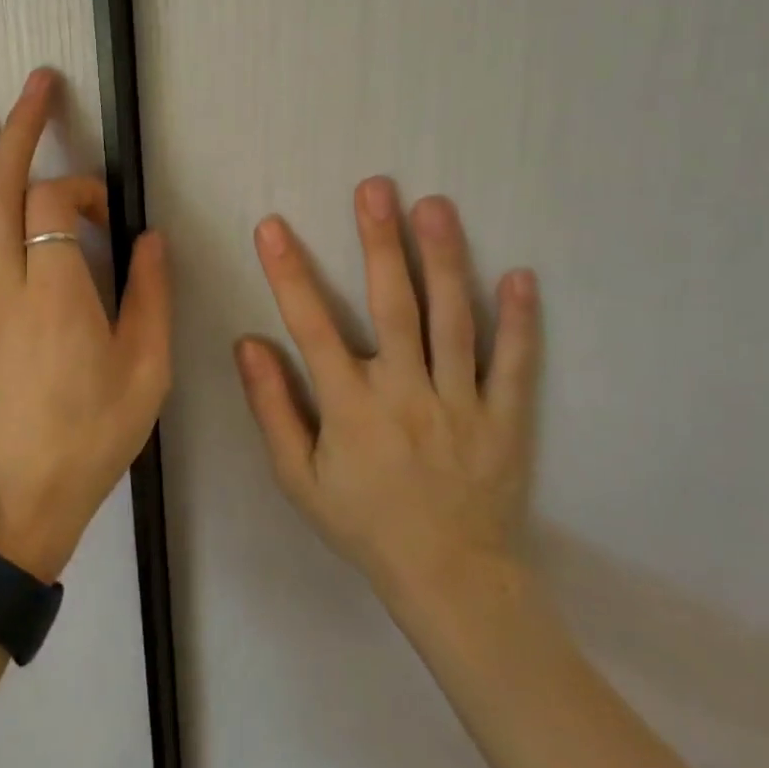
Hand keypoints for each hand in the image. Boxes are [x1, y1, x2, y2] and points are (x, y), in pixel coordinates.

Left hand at [0, 68, 170, 580]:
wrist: (21, 499)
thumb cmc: (93, 434)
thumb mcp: (146, 370)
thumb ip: (150, 295)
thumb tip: (148, 239)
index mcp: (56, 293)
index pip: (55, 204)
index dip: (85, 191)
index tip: (110, 214)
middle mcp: (5, 285)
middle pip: (1, 189)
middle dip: (20, 131)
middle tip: (35, 84)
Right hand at [234, 178, 541, 605]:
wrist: (449, 580)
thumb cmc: (364, 524)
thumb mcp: (299, 480)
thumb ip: (272, 409)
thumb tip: (248, 344)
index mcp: (351, 408)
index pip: (312, 328)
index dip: (289, 274)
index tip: (272, 227)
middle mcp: (406, 394)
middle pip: (393, 306)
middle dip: (380, 243)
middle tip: (375, 187)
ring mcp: (462, 403)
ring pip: (453, 321)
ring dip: (444, 260)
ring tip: (435, 206)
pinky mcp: (505, 418)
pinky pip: (514, 364)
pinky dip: (519, 321)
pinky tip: (520, 275)